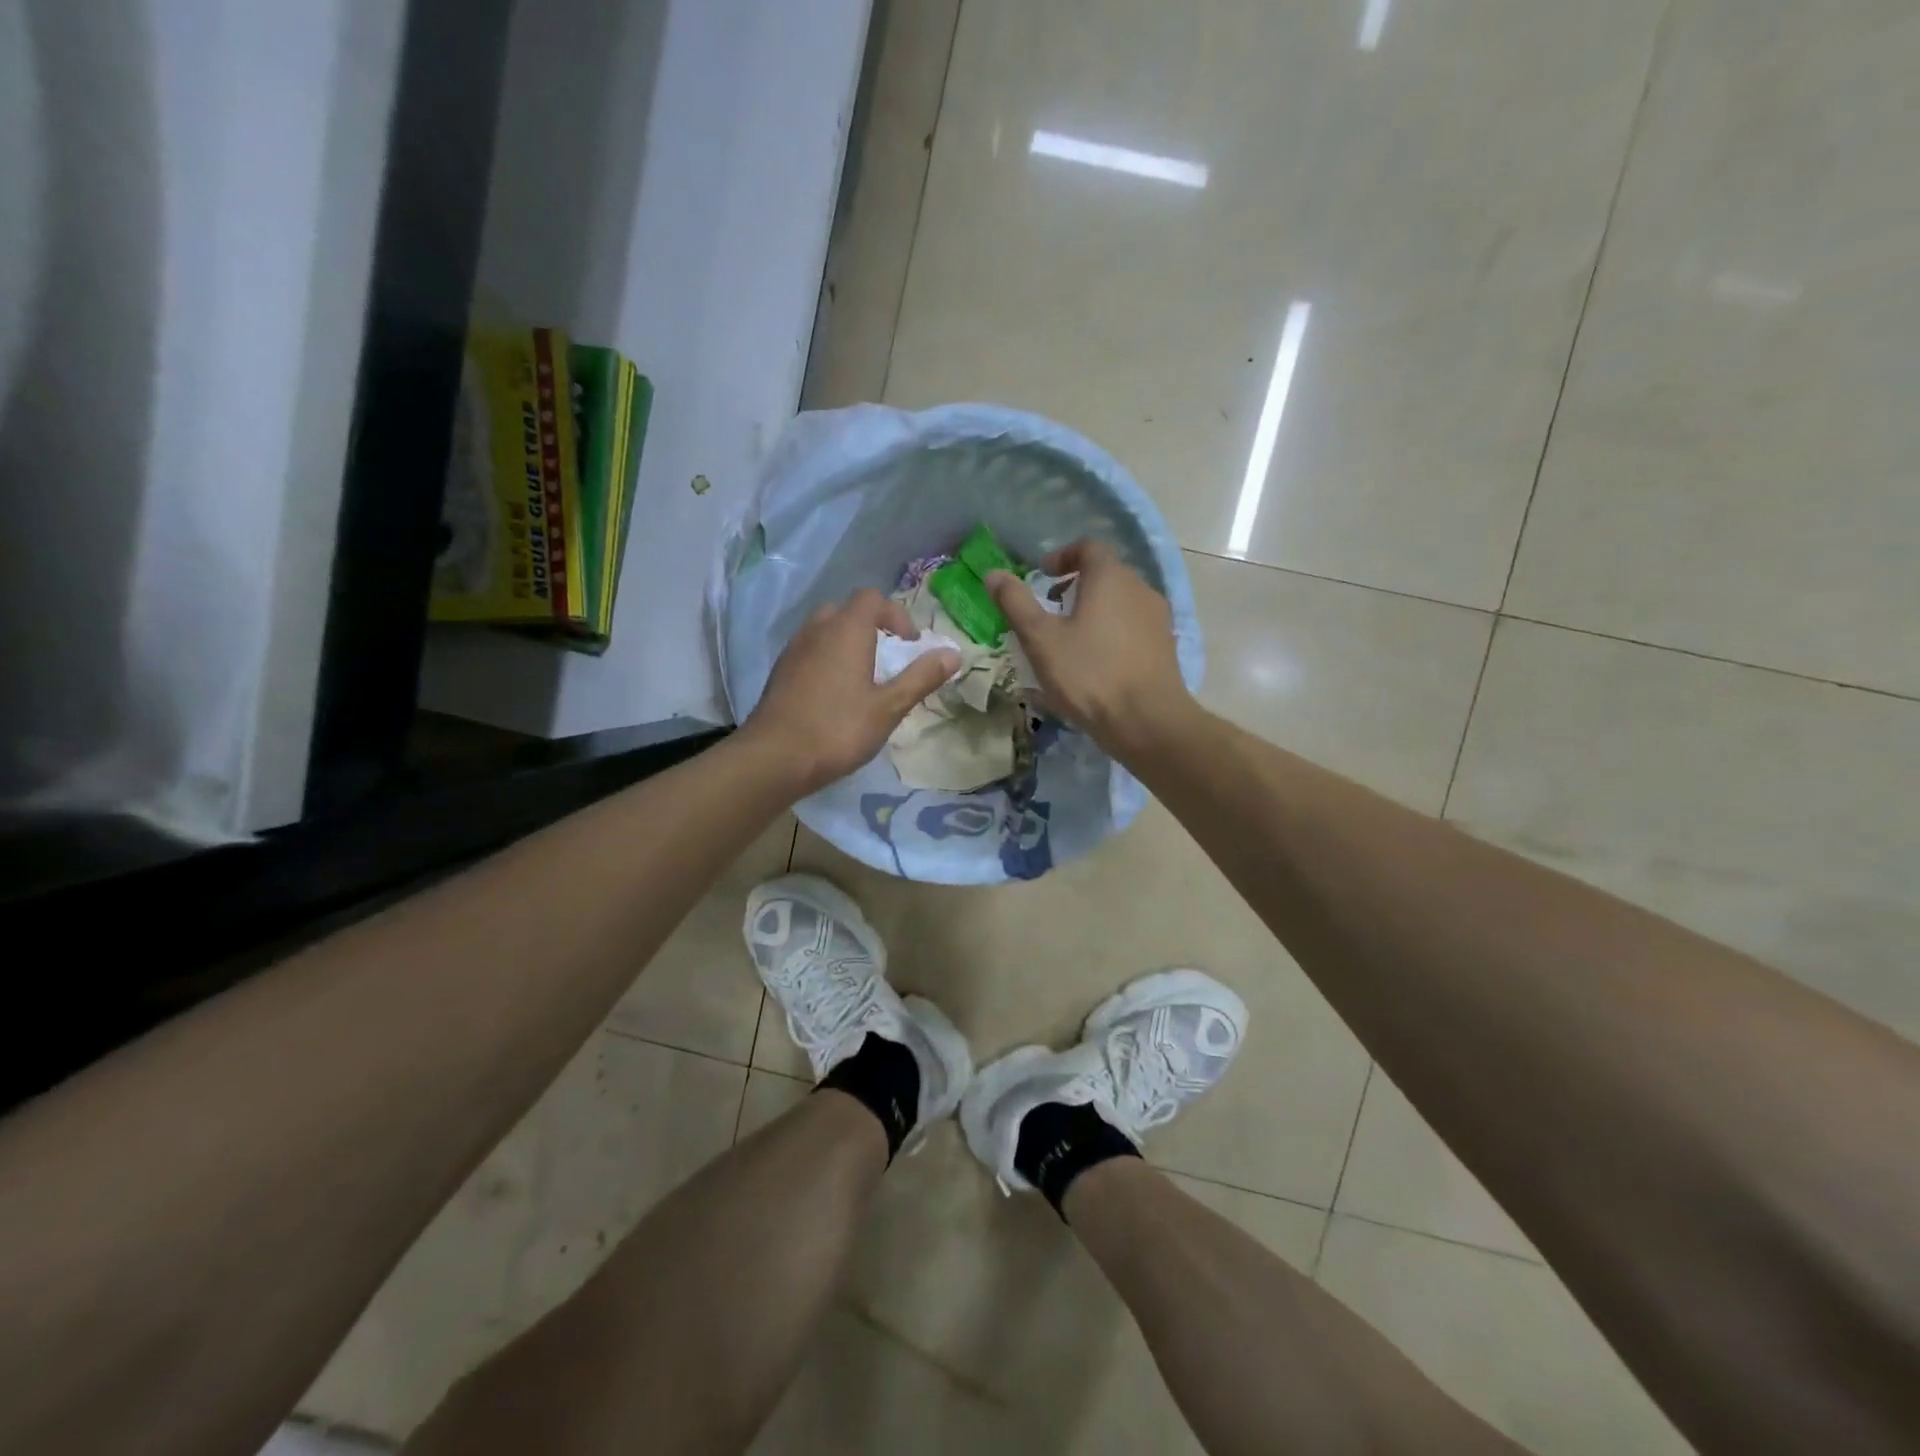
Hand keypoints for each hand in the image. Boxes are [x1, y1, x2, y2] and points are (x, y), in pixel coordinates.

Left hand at [742, 588, 960, 794]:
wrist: (774, 757)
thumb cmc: (838, 729)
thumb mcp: (889, 707)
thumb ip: (921, 677)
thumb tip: (953, 653)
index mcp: (846, 630)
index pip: (872, 598)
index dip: (897, 616)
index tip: (910, 646)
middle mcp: (817, 630)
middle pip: (847, 610)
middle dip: (871, 626)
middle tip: (887, 657)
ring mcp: (794, 649)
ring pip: (825, 630)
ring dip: (847, 643)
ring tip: (863, 677)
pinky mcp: (780, 671)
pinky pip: (810, 650)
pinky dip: (827, 659)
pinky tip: (835, 694)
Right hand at [987, 541, 1197, 760]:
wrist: (1147, 722)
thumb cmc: (1089, 674)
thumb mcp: (1041, 639)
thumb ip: (1016, 603)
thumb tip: (993, 574)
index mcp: (1111, 578)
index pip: (1089, 548)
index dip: (1063, 556)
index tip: (1042, 576)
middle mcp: (1140, 589)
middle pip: (1106, 575)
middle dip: (1076, 586)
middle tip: (1050, 611)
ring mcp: (1157, 619)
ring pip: (1120, 603)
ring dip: (1094, 611)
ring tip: (1071, 641)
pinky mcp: (1165, 647)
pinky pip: (1132, 628)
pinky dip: (1111, 633)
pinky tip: (1096, 664)